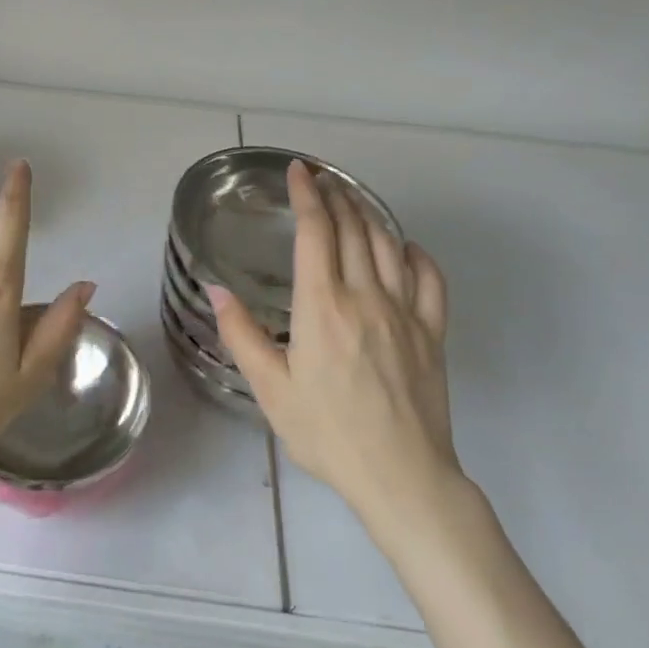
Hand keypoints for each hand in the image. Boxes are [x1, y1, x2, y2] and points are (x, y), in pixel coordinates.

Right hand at [212, 161, 462, 528]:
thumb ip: (242, 334)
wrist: (401, 476)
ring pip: (388, 245)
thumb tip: (216, 287)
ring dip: (368, 214)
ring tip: (352, 199)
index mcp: (322, 305)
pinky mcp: (432, 333)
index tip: (298, 170)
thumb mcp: (270, 390)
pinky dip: (416, 254)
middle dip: (335, 195)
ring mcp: (404, 312)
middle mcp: (364, 296)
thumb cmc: (327, 433)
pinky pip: (430, 280)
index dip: (306, 194)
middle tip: (321, 178)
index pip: (316, 231)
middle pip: (352, 228)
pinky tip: (405, 246)